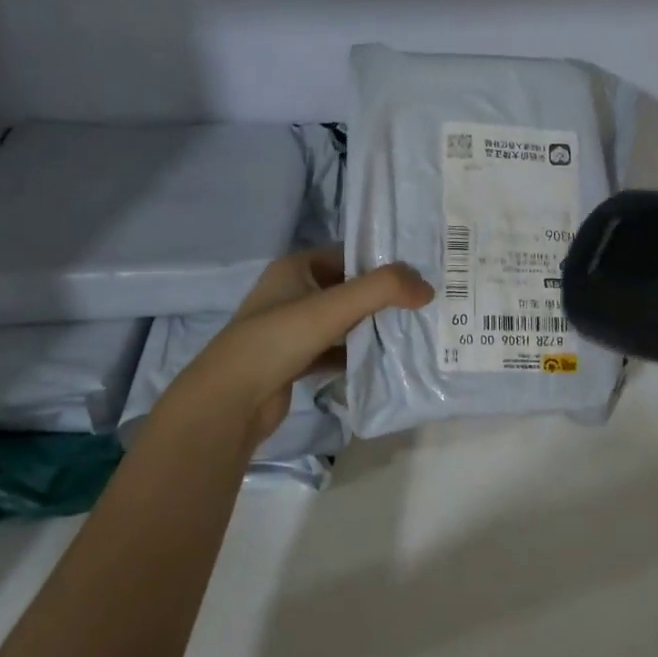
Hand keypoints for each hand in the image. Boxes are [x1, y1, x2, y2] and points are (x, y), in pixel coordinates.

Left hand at [156, 247, 433, 445]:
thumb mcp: (333, 307)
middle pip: (351, 288)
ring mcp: (294, 328)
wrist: (229, 402)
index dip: (384, 262)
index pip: (350, 255)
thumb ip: (382, 290)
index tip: (422, 274)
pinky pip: (338, 349)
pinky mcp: (297, 359)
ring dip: (374, 326)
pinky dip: (359, 353)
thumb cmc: (277, 340)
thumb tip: (428, 287)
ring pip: (346, 321)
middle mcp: (294, 292)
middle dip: (385, 297)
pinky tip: (387, 361)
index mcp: (296, 267)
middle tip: (426, 304)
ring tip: (415, 330)